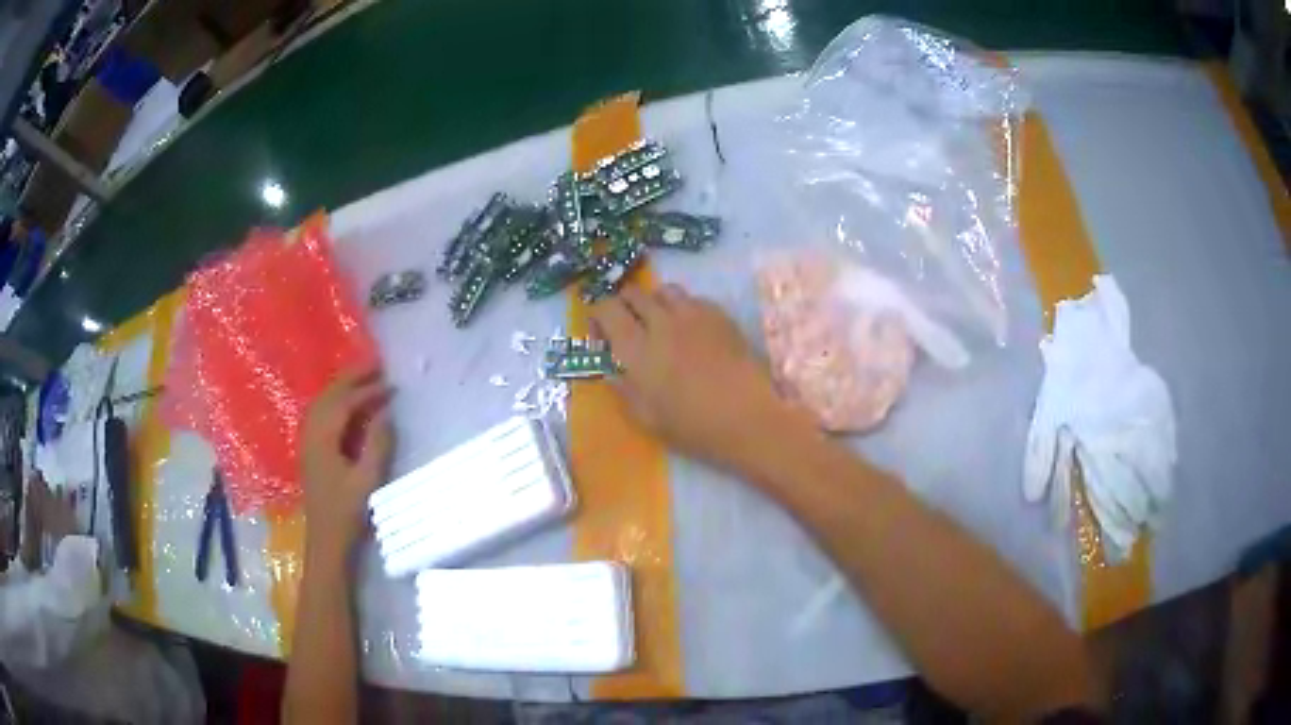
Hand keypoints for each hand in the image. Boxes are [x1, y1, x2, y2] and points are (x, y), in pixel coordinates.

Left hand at [300, 368, 392, 563]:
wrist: (326, 542)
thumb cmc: (347, 513)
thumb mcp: (367, 480)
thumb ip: (377, 444)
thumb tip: (386, 414)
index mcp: (322, 439)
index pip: (344, 403)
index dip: (367, 390)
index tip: (390, 384)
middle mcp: (311, 434)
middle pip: (329, 396)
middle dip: (352, 378)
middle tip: (376, 365)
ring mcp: (308, 443)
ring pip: (322, 403)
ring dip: (342, 388)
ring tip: (365, 378)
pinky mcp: (311, 452)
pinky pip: (321, 415)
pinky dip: (336, 402)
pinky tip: (349, 406)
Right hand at [590, 284, 810, 475]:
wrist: (749, 419)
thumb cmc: (694, 427)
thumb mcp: (647, 418)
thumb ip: (623, 388)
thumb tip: (611, 368)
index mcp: (637, 349)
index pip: (605, 309)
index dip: (597, 315)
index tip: (601, 333)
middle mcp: (661, 322)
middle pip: (632, 293)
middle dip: (624, 305)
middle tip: (629, 327)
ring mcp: (693, 314)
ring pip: (664, 290)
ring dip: (655, 303)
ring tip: (661, 324)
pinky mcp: (720, 315)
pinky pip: (694, 299)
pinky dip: (684, 309)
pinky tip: (692, 331)